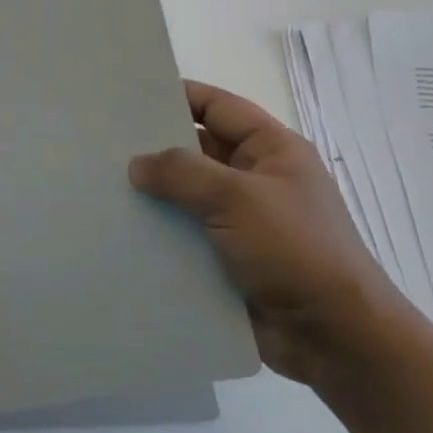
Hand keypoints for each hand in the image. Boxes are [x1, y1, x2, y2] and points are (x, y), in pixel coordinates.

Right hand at [128, 80, 405, 382]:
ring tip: (98, 188)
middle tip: (100, 145)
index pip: (217, 107)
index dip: (178, 96)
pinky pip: (182, 235)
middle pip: (195, 151)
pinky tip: (117, 231)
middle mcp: (254, 180)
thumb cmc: (296, 251)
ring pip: (184, 197)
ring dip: (150, 196)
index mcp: (271, 151)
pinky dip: (156, 233)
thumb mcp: (239, 199)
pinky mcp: (225, 258)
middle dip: (153, 148)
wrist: (333, 336)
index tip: (127, 96)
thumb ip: (183, 173)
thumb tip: (137, 164)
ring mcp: (239, 222)